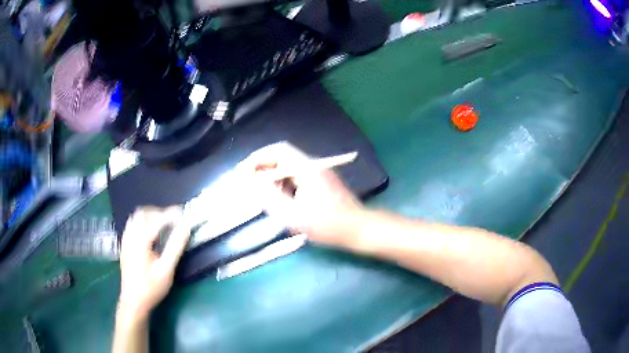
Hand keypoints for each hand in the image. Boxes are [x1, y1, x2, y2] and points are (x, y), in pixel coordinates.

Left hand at [117, 206, 190, 322]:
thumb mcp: (166, 270)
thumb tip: (186, 228)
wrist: (133, 302)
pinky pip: (132, 225)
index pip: (157, 220)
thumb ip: (175, 247)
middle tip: (173, 220)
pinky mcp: (124, 246)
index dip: (171, 214)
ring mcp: (125, 240)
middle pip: (143, 213)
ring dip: (149, 216)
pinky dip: (142, 223)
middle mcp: (130, 236)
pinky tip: (150, 235)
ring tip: (162, 225)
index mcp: (140, 241)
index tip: (184, 212)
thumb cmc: (151, 288)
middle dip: (159, 212)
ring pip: (135, 218)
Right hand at [240, 142, 364, 245]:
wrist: (357, 228)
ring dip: (272, 176)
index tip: (243, 170)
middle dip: (262, 167)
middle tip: (247, 181)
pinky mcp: (321, 182)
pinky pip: (296, 176)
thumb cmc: (327, 224)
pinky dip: (283, 183)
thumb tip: (253, 182)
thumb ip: (270, 197)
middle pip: (282, 157)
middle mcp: (312, 165)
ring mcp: (318, 173)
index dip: (257, 158)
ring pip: (288, 167)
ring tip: (260, 191)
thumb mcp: (294, 214)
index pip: (277, 151)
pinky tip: (278, 197)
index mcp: (306, 168)